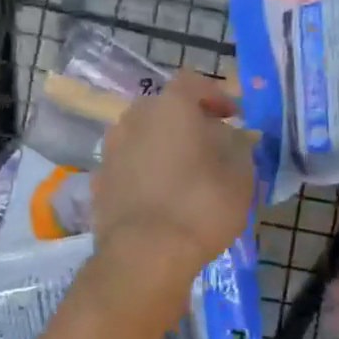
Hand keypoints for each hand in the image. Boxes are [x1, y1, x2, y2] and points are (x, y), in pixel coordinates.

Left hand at [93, 71, 255, 281]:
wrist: (144, 254)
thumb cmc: (200, 207)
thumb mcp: (240, 177)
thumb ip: (240, 148)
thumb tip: (236, 137)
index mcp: (170, 107)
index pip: (192, 83)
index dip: (215, 96)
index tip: (232, 116)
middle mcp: (134, 118)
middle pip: (164, 110)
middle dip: (187, 122)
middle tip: (210, 146)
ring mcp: (111, 150)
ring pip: (142, 137)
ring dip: (163, 147)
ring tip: (185, 174)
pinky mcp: (98, 181)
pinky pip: (128, 166)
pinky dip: (144, 173)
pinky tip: (160, 197)